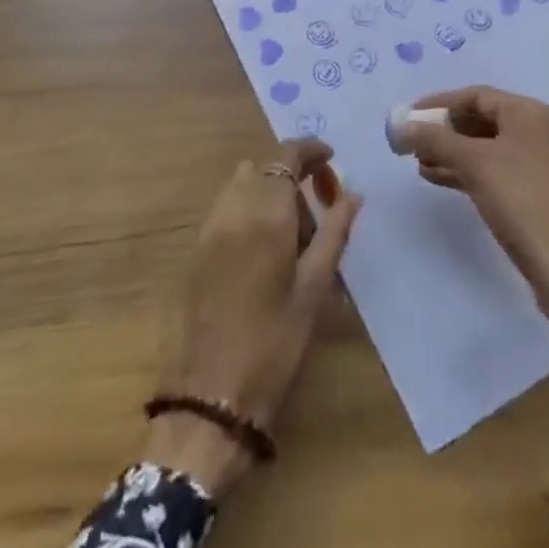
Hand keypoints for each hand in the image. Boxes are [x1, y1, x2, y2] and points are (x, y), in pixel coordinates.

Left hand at [145, 138, 360, 494]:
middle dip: (293, 176)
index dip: (310, 150)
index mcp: (266, 213)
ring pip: (242, 185)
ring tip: (293, 234)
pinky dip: (248, 209)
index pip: (286, 156)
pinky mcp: (196, 250)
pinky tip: (265, 250)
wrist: (209, 397)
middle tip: (319, 212)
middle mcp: (233, 209)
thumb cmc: (274, 343)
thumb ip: (335, 233)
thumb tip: (352, 195)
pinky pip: (226, 208)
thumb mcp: (314, 288)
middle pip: (264, 167)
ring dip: (269, 191)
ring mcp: (209, 229)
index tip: (332, 160)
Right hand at [397, 87, 548, 363]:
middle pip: (484, 120)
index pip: (477, 95)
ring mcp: (546, 164)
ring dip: (454, 153)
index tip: (410, 117)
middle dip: (446, 131)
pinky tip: (443, 180)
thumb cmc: (522, 202)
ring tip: (421, 165)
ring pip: (490, 148)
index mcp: (531, 113)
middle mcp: (542, 131)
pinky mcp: (544, 194)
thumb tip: (403, 126)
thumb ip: (436, 140)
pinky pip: (500, 171)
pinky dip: (471, 172)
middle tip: (414, 144)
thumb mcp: (474, 164)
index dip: (440, 103)